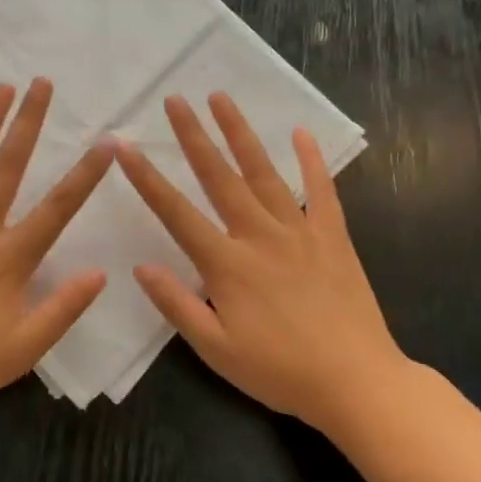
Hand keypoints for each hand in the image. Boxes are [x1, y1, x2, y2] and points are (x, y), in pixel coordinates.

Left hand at [0, 78, 112, 421]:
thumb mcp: (23, 350)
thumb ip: (63, 309)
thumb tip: (100, 271)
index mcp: (8, 259)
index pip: (57, 209)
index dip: (85, 175)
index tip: (108, 142)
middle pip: (7, 168)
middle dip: (27, 123)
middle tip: (41, 83)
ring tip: (0, 88)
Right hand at [116, 93, 409, 433]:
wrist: (357, 383)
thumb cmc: (279, 371)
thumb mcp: (215, 349)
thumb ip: (177, 304)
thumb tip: (140, 266)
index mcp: (226, 264)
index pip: (176, 212)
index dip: (147, 178)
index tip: (124, 148)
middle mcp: (259, 236)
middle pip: (219, 177)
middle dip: (193, 136)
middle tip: (175, 100)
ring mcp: (300, 231)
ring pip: (264, 172)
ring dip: (240, 133)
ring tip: (221, 98)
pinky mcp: (333, 237)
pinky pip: (322, 190)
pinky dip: (312, 160)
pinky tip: (300, 133)